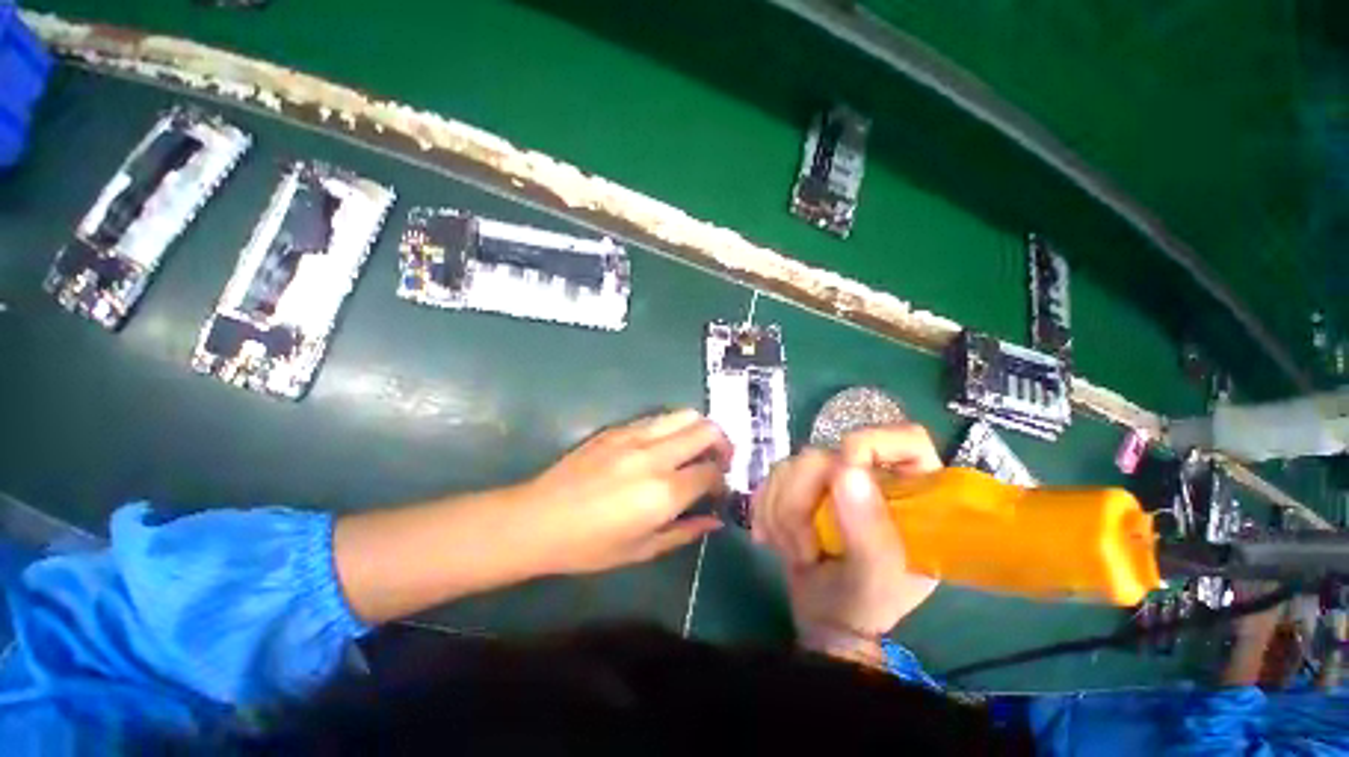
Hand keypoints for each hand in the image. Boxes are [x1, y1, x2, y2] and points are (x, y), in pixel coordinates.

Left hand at [518, 409, 730, 575]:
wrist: (538, 519)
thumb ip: (684, 532)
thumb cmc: (589, 545)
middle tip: (718, 460)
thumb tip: (715, 519)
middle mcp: (655, 456)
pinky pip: (658, 417)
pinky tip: (664, 444)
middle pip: (706, 431)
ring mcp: (634, 436)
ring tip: (695, 447)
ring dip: (699, 429)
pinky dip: (673, 426)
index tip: (718, 489)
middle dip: (722, 444)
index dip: (722, 479)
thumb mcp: (641, 550)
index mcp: (663, 493)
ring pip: (685, 415)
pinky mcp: (617, 428)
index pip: (712, 471)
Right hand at [752, 424, 940, 650]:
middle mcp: (870, 475)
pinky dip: (765, 509)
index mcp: (913, 492)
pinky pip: (770, 477)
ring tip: (793, 549)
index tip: (839, 481)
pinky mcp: (800, 484)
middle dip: (801, 500)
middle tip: (803, 545)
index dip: (868, 446)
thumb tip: (845, 469)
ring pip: (790, 464)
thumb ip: (868, 528)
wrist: (824, 615)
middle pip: (825, 453)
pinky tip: (772, 538)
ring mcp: (831, 478)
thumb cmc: (863, 603)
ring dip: (779, 510)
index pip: (904, 439)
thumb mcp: (876, 577)